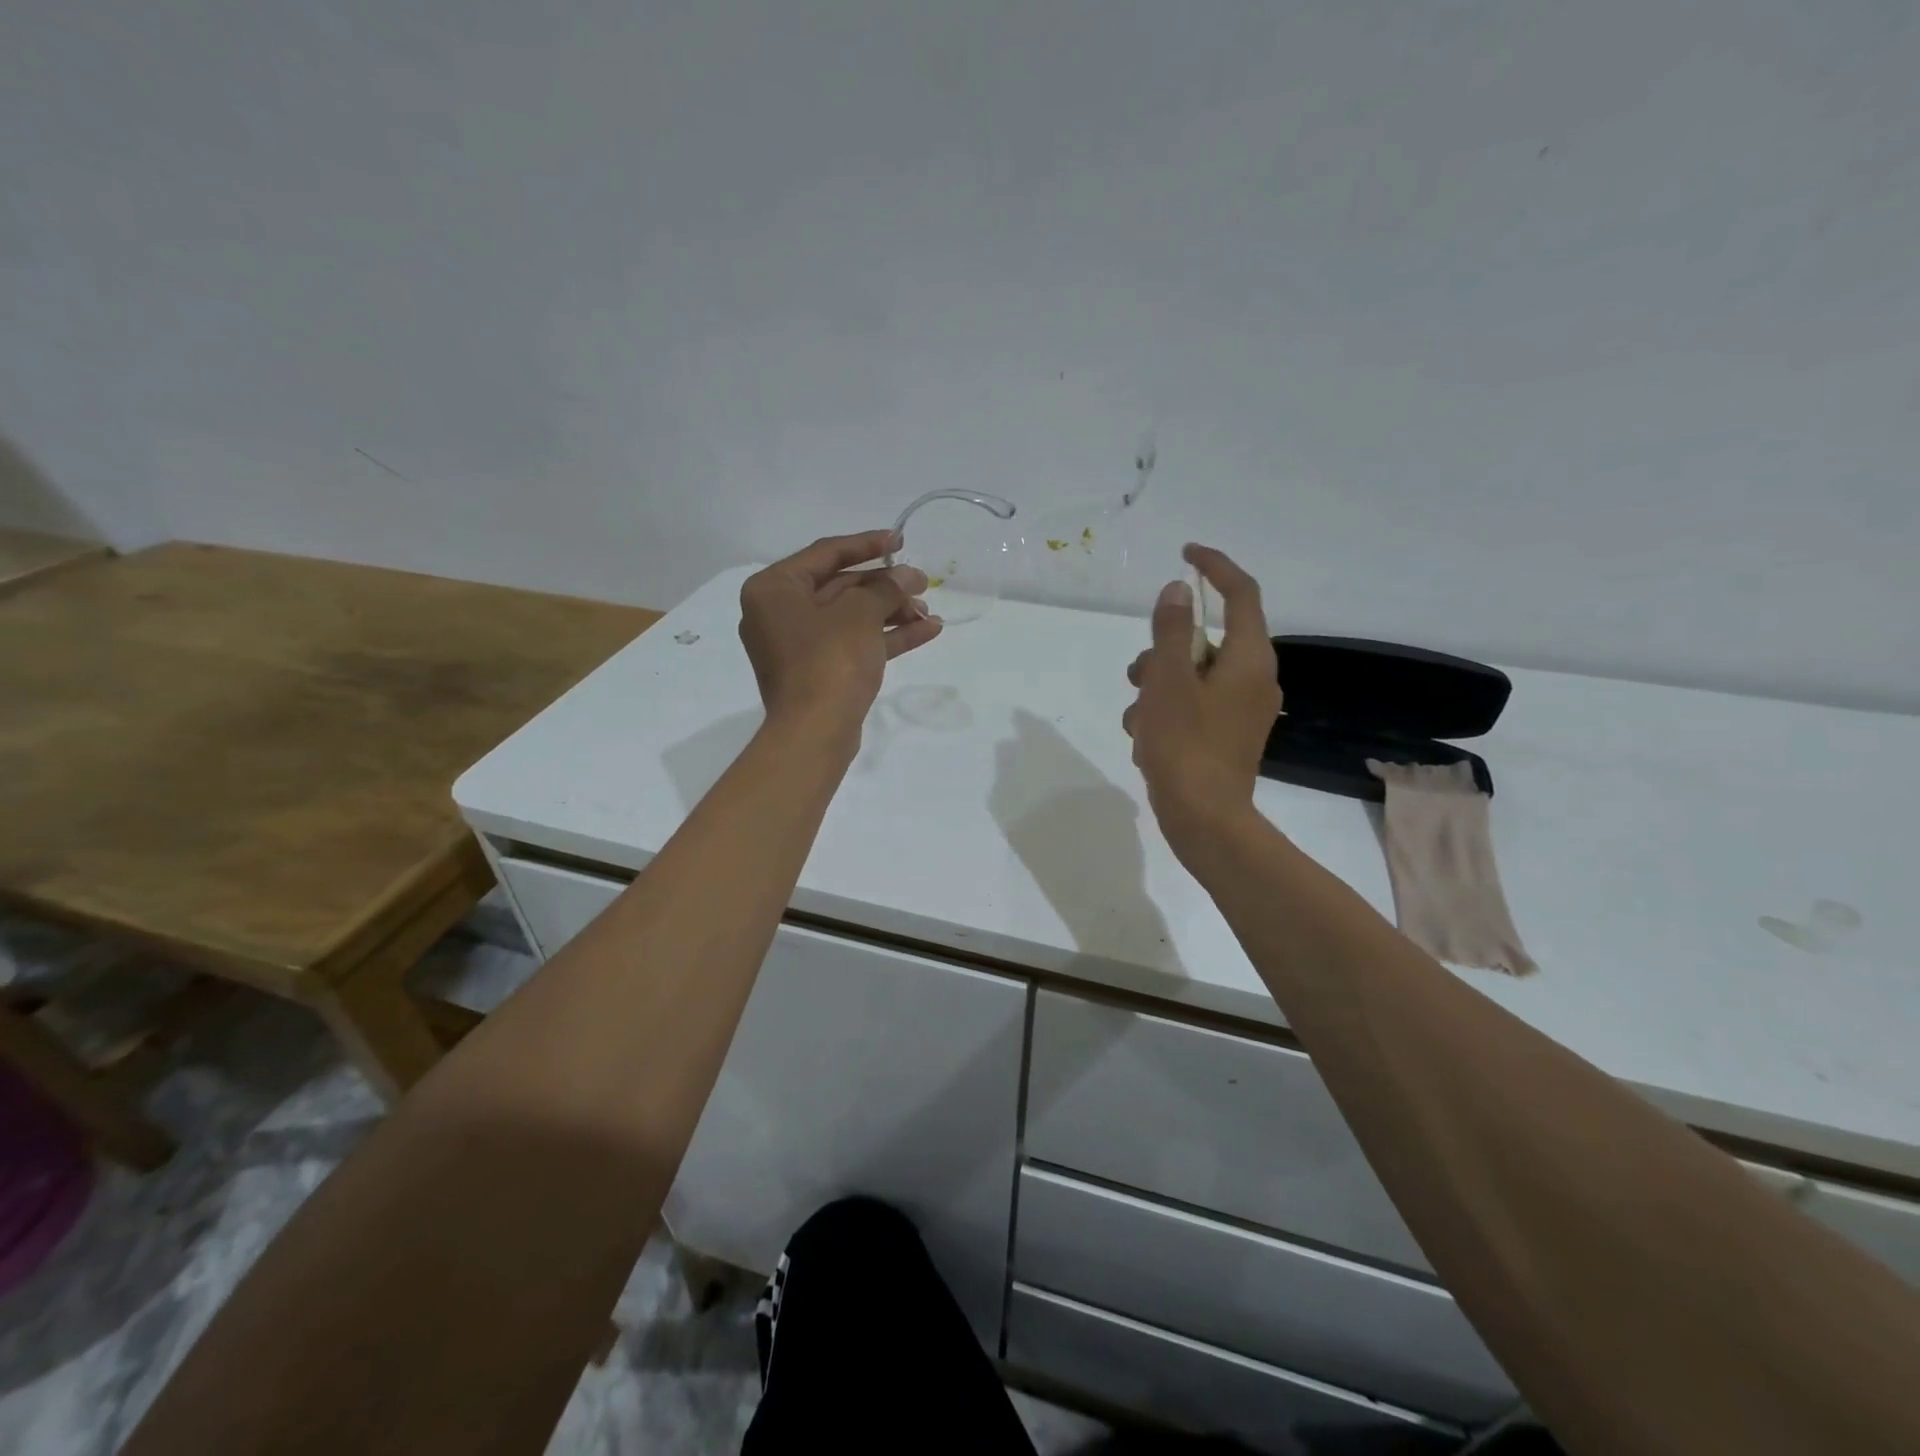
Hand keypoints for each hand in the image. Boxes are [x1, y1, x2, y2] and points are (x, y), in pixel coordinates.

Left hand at [739, 530, 942, 749]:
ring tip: (930, 613)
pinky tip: (926, 631)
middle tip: (923, 584)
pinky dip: (885, 637)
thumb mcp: (860, 615)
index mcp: (774, 589)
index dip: (867, 544)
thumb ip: (886, 588)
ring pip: (850, 618)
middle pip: (840, 587)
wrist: (815, 733)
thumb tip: (908, 575)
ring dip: (891, 613)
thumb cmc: (829, 661)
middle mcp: (779, 613)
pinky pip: (853, 644)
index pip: (826, 553)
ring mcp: (798, 646)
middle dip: (885, 587)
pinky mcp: (817, 672)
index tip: (900, 541)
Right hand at [1123, 544, 1281, 856]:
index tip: (1185, 554)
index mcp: (1248, 659)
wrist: (1204, 820)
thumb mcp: (1168, 681)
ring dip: (1158, 687)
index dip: (1215, 567)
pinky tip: (1146, 738)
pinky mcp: (1227, 736)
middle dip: (1165, 651)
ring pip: (1193, 676)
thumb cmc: (1185, 745)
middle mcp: (1253, 680)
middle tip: (1139, 673)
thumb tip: (1178, 590)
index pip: (1241, 594)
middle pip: (1206, 641)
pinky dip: (1168, 712)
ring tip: (1138, 718)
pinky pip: (1194, 706)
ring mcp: (1242, 711)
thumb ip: (1172, 631)